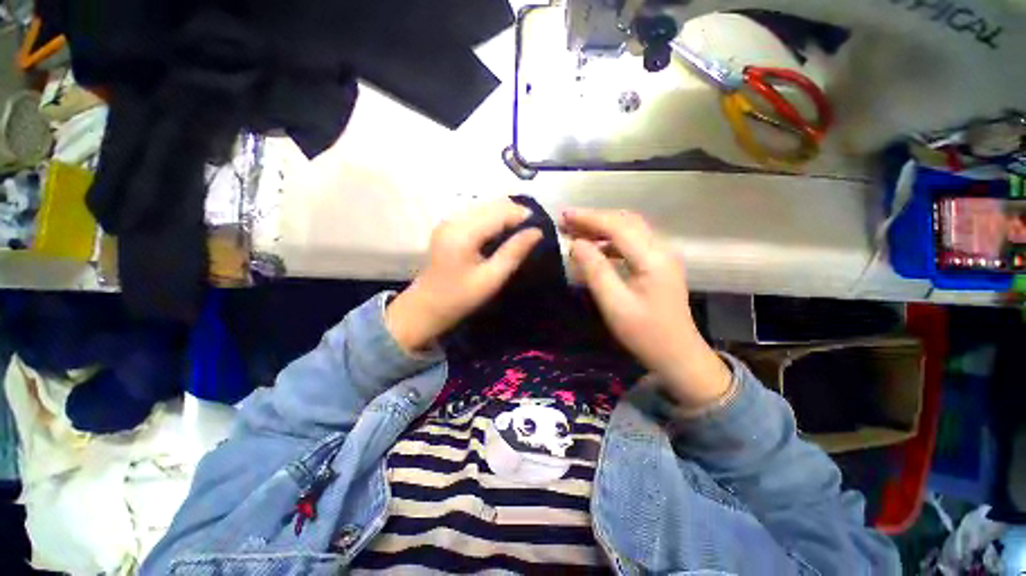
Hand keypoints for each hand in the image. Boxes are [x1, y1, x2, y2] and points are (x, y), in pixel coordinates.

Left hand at [386, 200, 542, 352]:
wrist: (426, 308)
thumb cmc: (460, 298)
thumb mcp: (491, 279)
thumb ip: (514, 252)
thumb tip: (537, 232)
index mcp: (463, 233)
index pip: (499, 212)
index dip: (522, 215)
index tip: (541, 227)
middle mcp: (454, 220)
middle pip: (491, 204)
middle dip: (515, 213)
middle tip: (532, 231)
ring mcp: (449, 221)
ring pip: (485, 207)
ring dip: (505, 215)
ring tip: (519, 232)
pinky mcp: (448, 227)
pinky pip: (476, 214)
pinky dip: (493, 219)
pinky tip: (501, 233)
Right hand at [561, 209, 730, 407]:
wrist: (678, 355)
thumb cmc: (645, 334)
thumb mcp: (614, 304)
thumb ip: (595, 270)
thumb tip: (576, 244)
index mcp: (652, 258)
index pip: (617, 226)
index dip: (588, 218)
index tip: (563, 216)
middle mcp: (661, 248)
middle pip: (625, 221)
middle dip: (594, 218)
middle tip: (566, 221)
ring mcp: (663, 255)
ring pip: (630, 228)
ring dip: (603, 226)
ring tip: (577, 231)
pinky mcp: (659, 263)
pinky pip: (633, 241)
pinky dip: (611, 239)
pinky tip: (596, 247)